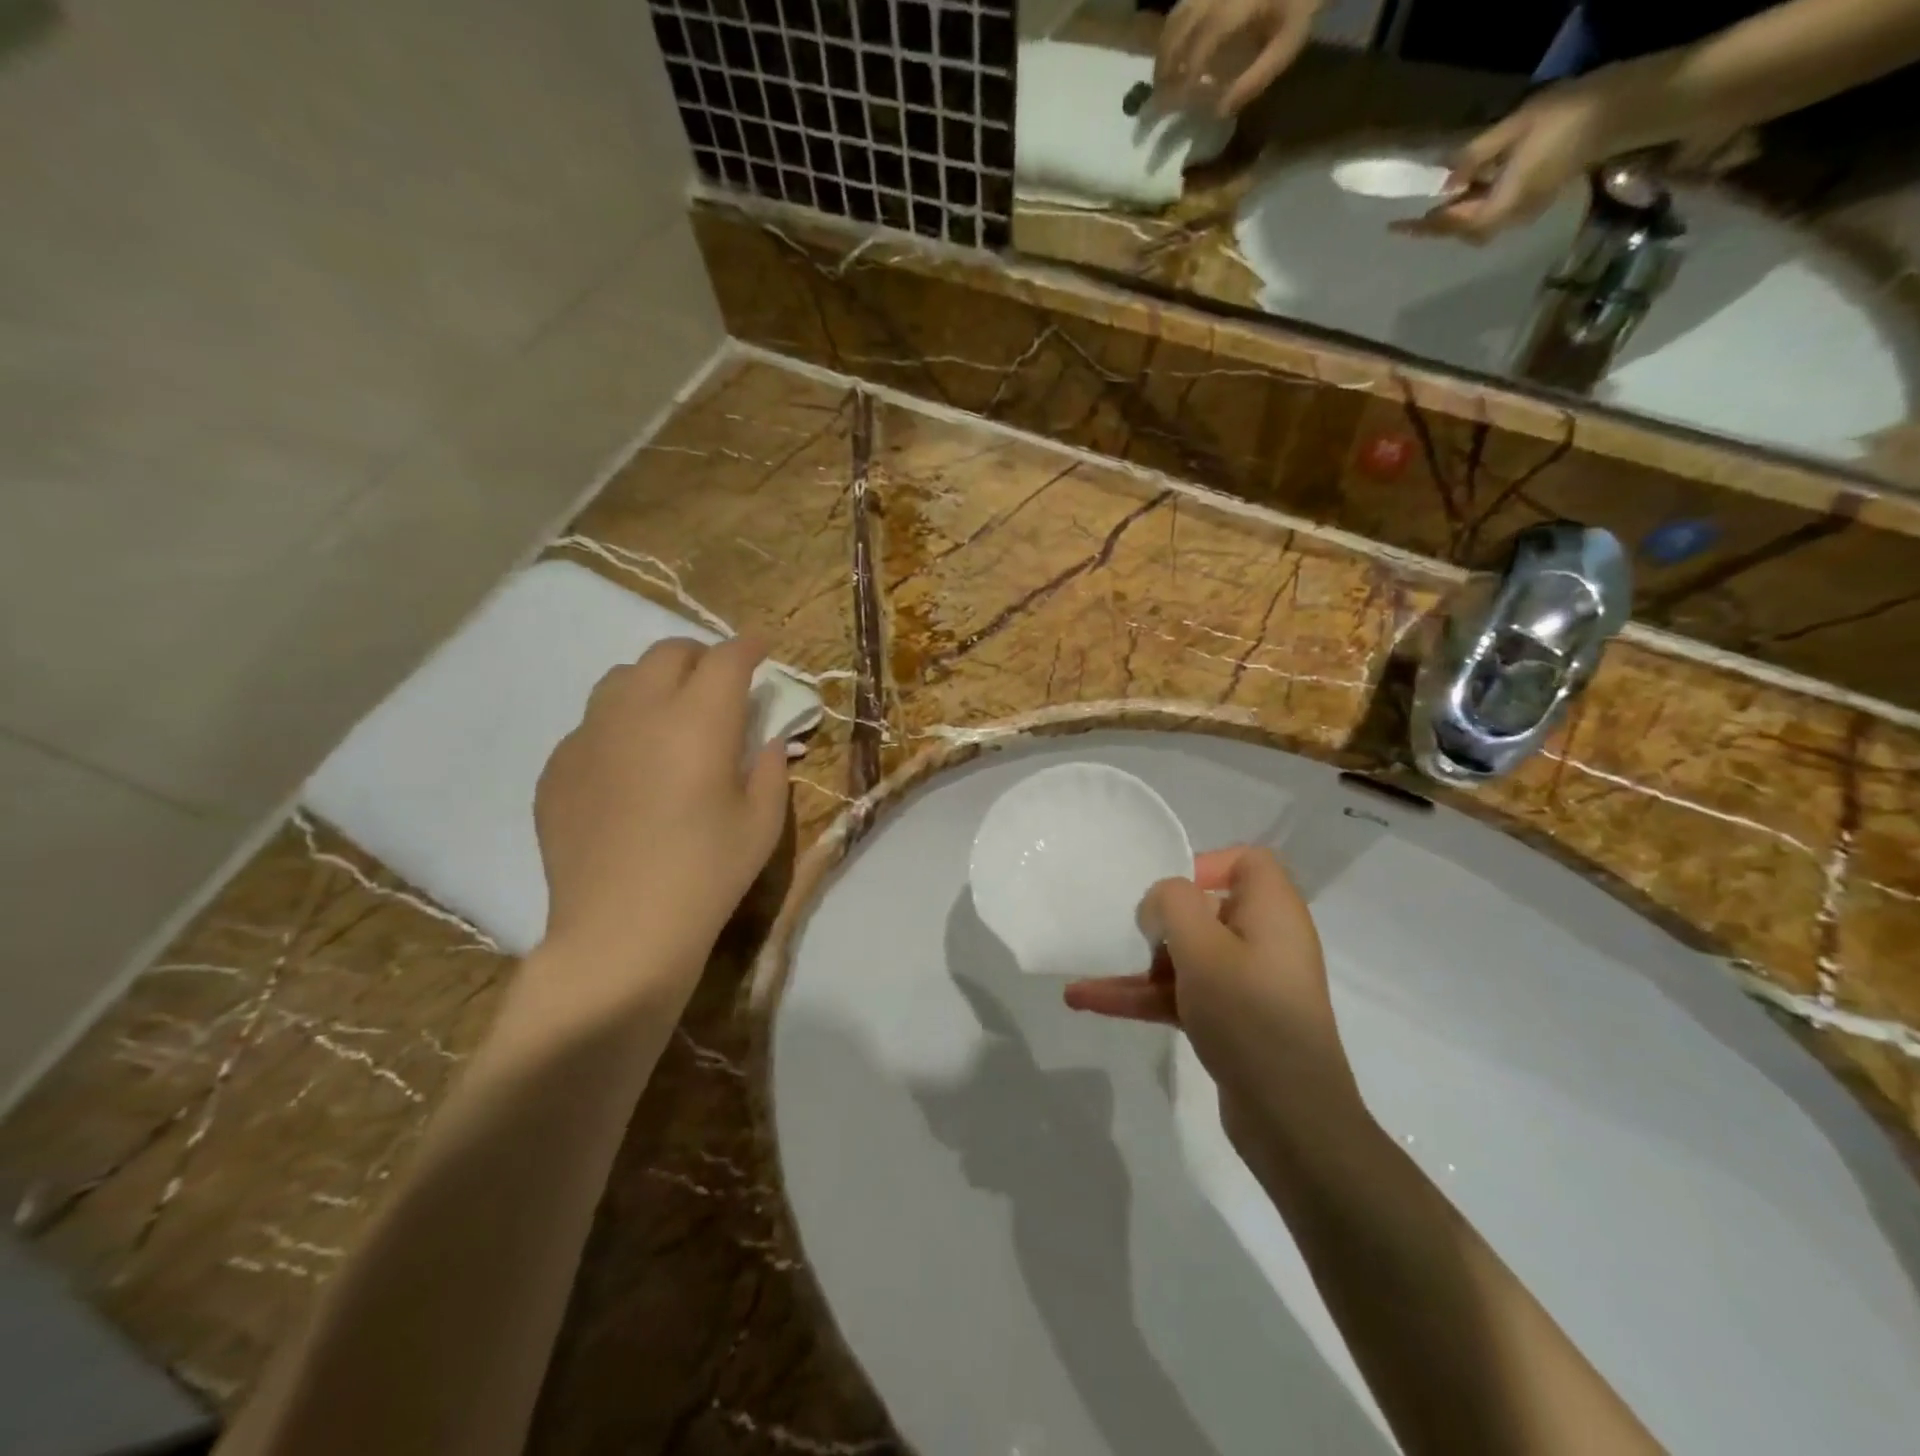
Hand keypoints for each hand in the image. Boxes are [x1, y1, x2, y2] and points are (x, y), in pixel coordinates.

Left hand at [534, 637, 788, 997]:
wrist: (621, 931)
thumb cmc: (707, 875)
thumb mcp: (762, 823)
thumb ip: (772, 768)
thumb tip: (768, 740)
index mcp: (699, 722)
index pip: (727, 659)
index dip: (749, 646)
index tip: (762, 647)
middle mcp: (639, 712)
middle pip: (668, 653)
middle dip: (701, 657)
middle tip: (719, 684)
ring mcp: (589, 737)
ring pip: (621, 679)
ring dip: (654, 682)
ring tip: (670, 715)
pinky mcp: (557, 767)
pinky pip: (591, 724)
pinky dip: (619, 724)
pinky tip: (629, 765)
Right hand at [1064, 846, 1360, 1160]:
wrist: (1292, 1119)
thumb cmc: (1249, 1014)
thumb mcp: (1202, 947)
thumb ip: (1172, 904)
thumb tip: (1160, 904)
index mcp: (1272, 912)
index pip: (1247, 862)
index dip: (1205, 864)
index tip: (1168, 893)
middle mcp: (1265, 940)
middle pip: (1206, 910)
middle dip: (1158, 923)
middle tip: (1129, 936)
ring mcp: (1248, 983)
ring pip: (1186, 958)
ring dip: (1137, 968)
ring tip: (1083, 982)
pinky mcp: (1233, 1020)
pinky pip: (1183, 994)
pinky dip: (1143, 997)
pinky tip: (1089, 1002)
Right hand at [1155, 0, 1320, 117]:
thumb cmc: (1301, 4)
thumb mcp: (1285, 46)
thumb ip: (1253, 80)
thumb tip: (1218, 112)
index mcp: (1234, 9)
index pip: (1198, 49)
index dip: (1184, 80)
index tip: (1175, 107)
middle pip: (1177, 32)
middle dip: (1164, 69)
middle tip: (1157, 101)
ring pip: (1175, 17)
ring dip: (1163, 52)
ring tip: (1160, 80)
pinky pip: (1182, 6)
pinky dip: (1171, 32)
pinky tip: (1171, 52)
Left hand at [1397, 69, 1652, 241]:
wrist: (1631, 106)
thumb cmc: (1571, 114)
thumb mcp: (1515, 128)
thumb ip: (1477, 156)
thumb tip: (1446, 180)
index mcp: (1501, 205)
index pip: (1451, 225)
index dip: (1423, 226)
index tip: (1395, 226)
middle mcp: (1512, 216)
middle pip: (1465, 231)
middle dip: (1441, 224)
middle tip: (1417, 213)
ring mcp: (1529, 208)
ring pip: (1481, 222)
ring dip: (1460, 214)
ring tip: (1441, 199)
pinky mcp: (1541, 195)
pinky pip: (1499, 208)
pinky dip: (1480, 202)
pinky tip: (1474, 184)